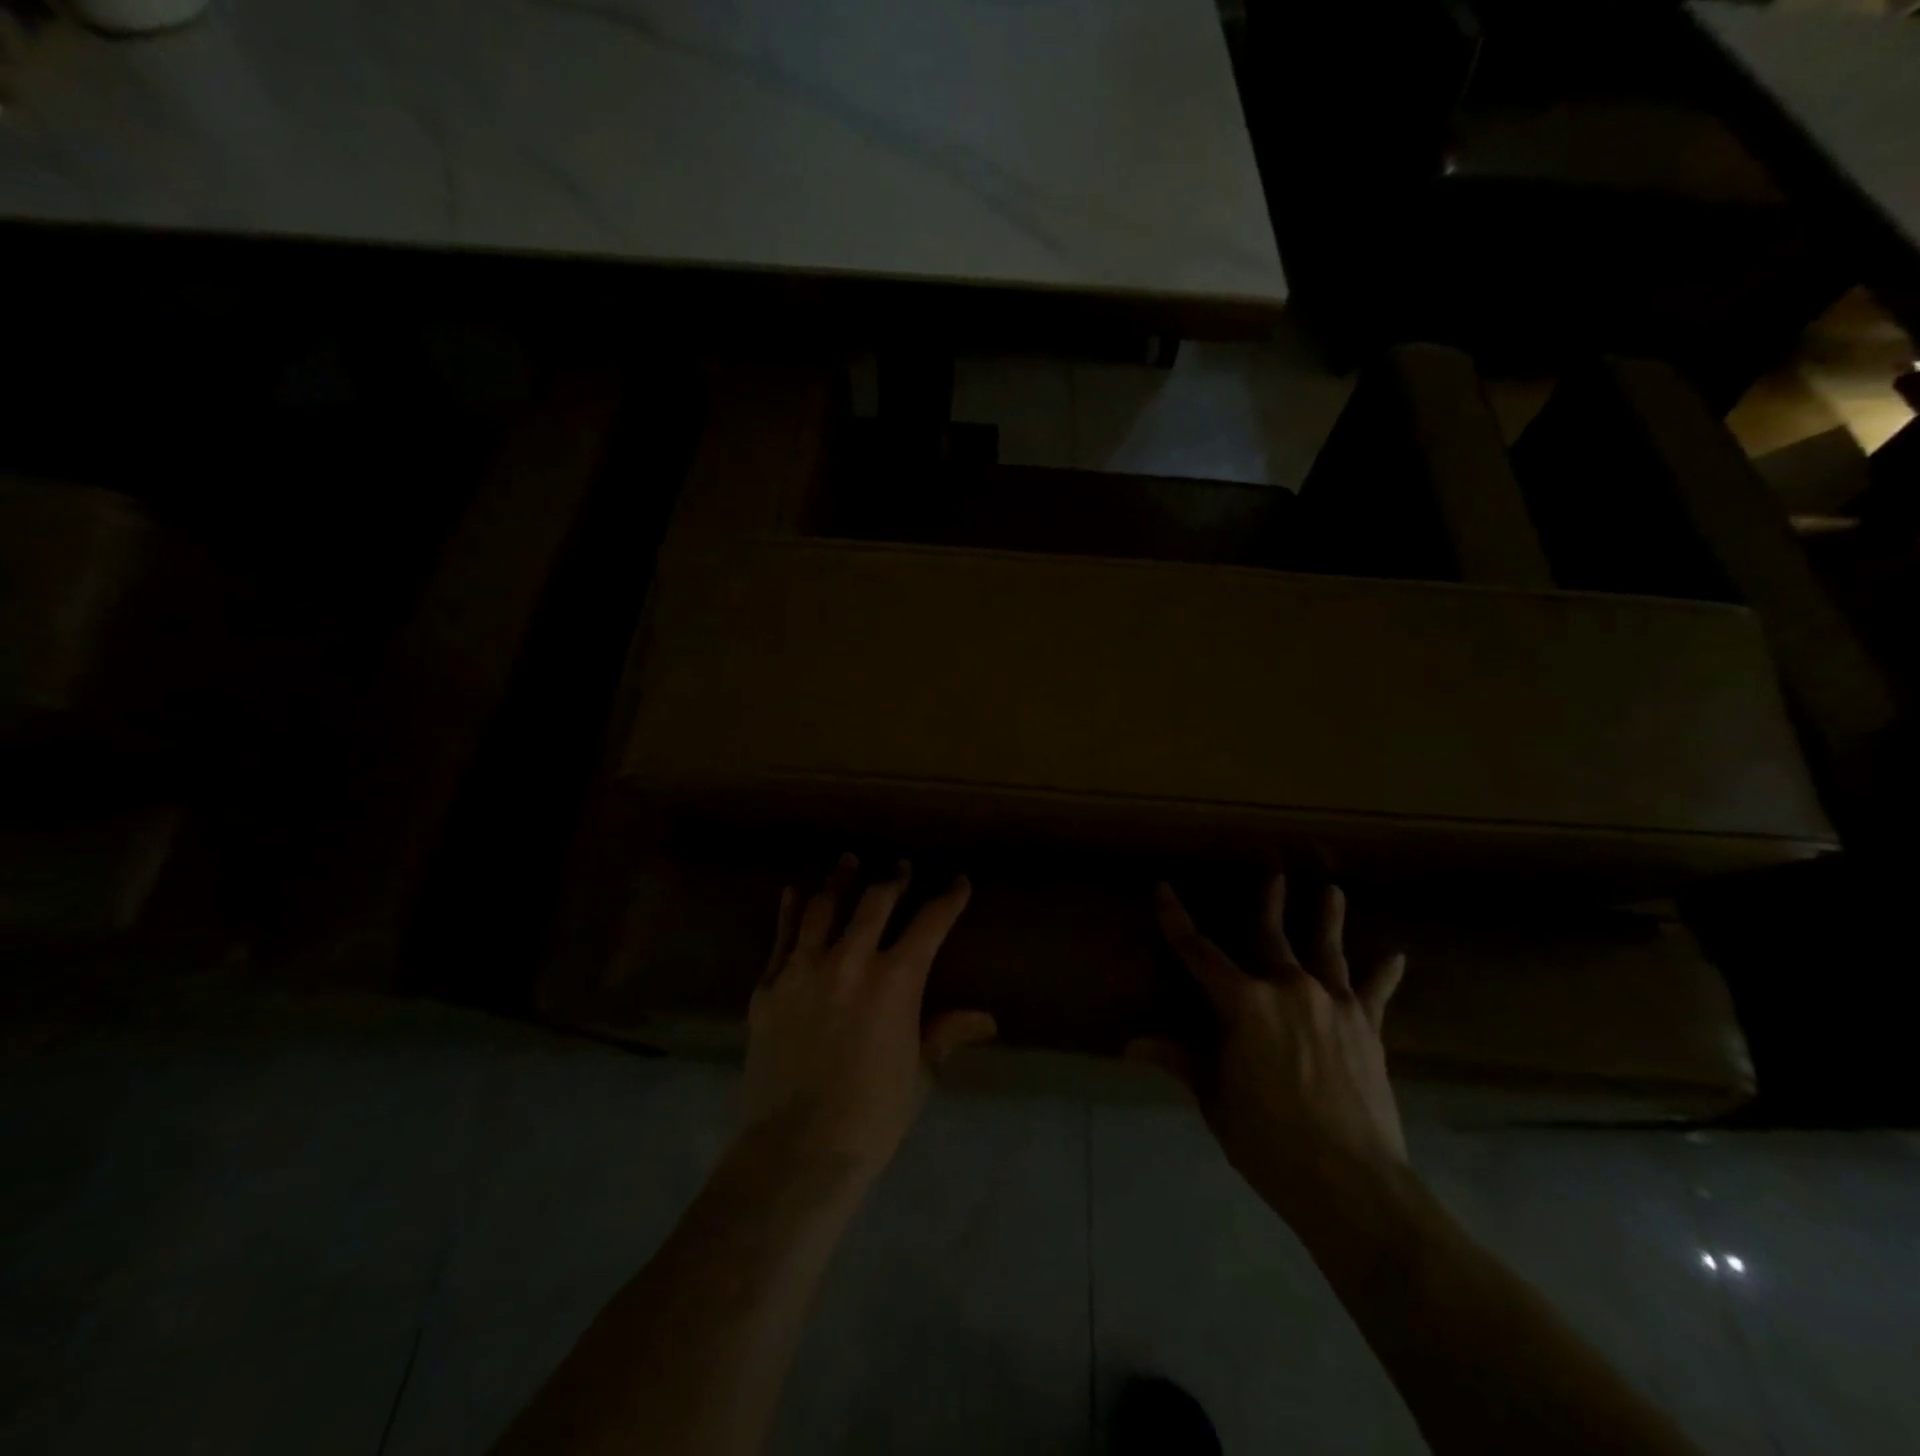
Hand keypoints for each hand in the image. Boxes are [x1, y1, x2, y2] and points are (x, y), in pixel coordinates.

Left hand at [742, 854, 997, 1184]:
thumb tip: (986, 1018)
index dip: (948, 899)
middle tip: (901, 868)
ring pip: (823, 908)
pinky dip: (790, 911)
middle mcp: (850, 961)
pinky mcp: (768, 987)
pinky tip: (794, 892)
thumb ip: (945, 1033)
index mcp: (895, 981)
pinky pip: (780, 937)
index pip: (930, 924)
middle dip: (893, 880)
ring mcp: (803, 970)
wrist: (796, 1150)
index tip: (958, 882)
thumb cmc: (871, 1116)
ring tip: (848, 861)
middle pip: (875, 902)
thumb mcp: (918, 1073)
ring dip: (839, 881)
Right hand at [1129, 875, 1408, 1220]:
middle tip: (1272, 872)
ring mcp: (1333, 1004)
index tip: (1163, 889)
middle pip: (1271, 935)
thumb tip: (1133, 1044)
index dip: (1176, 920)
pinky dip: (1382, 974)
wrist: (1351, 1182)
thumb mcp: (1215, 1099)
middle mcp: (1288, 988)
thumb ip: (1181, 1060)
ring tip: (1331, 890)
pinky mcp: (1366, 1028)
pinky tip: (1393, 956)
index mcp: (1243, 1003)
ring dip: (1327, 917)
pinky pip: (1374, 992)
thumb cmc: (1268, 1140)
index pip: (1198, 952)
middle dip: (1268, 901)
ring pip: (1326, 949)